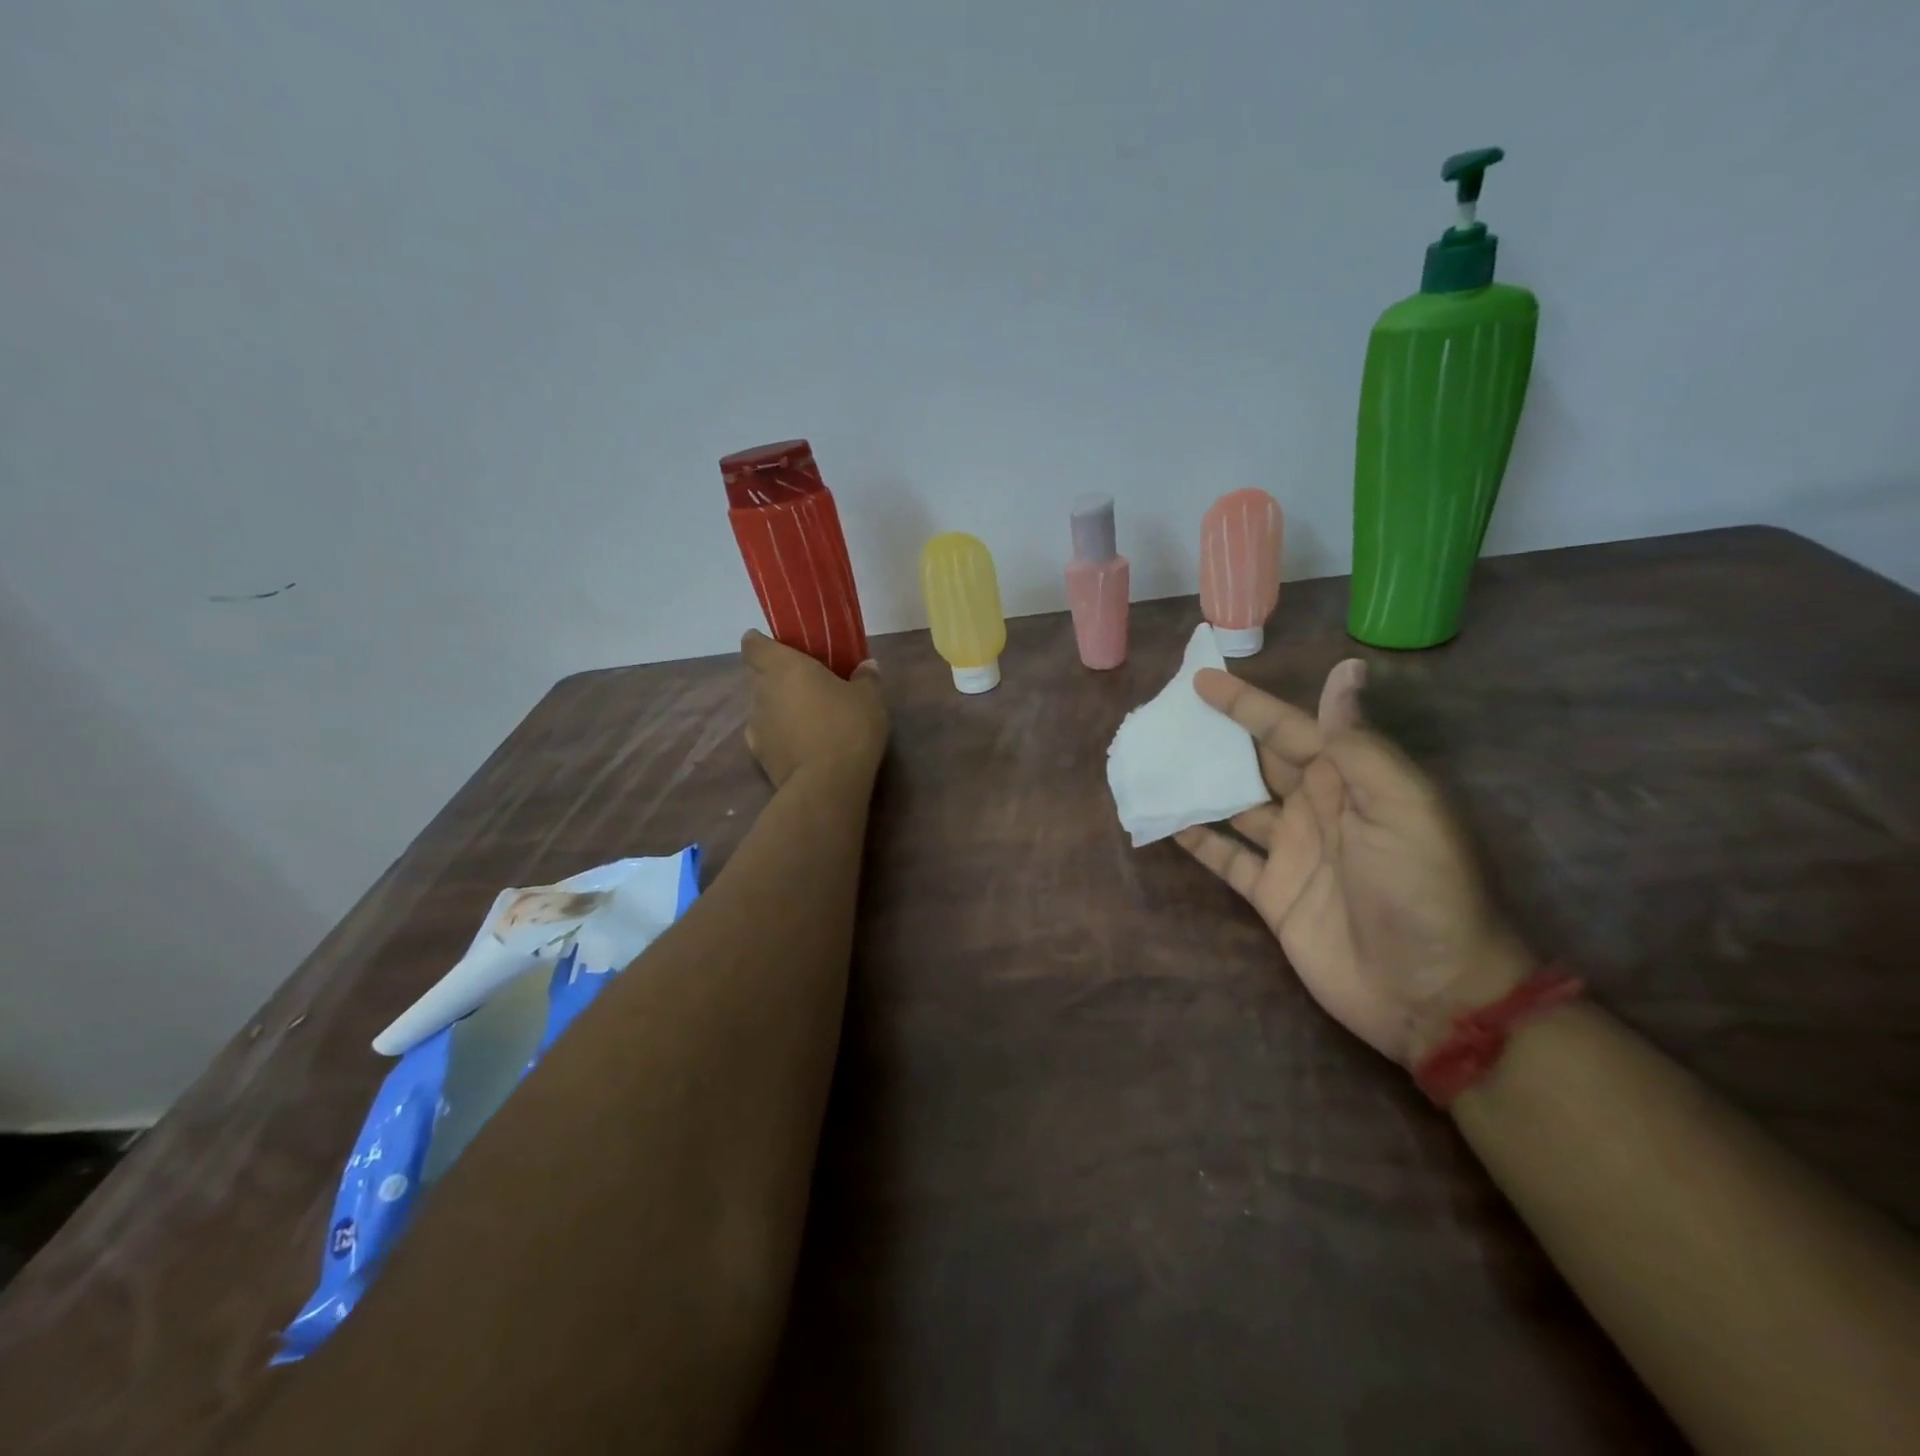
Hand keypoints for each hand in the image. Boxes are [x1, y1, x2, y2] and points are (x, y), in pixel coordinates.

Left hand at [741, 630, 889, 788]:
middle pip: (758, 676)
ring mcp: (755, 726)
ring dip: (779, 708)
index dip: (762, 643)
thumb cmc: (847, 726)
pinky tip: (803, 744)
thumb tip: (866, 666)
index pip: (753, 645)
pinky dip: (780, 735)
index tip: (780, 647)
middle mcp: (761, 692)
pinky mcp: (759, 756)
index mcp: (783, 667)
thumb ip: (865, 678)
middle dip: (777, 677)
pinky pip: (767, 735)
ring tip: (808, 719)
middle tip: (807, 684)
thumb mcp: (869, 698)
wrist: (826, 785)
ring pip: (762, 707)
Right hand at [1174, 662, 1531, 1065]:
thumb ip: (1358, 744)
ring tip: (1155, 762)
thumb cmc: (1421, 889)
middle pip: (1257, 763)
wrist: (1429, 992)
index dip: (1247, 705)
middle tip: (1167, 717)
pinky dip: (1197, 840)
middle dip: (1218, 738)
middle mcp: (1316, 810)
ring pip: (1235, 806)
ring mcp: (1292, 853)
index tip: (1201, 681)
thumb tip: (1343, 670)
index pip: (1289, 729)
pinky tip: (1163, 821)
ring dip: (1199, 785)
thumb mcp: (1400, 806)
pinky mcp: (1273, 894)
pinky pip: (1226, 858)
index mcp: (1349, 782)